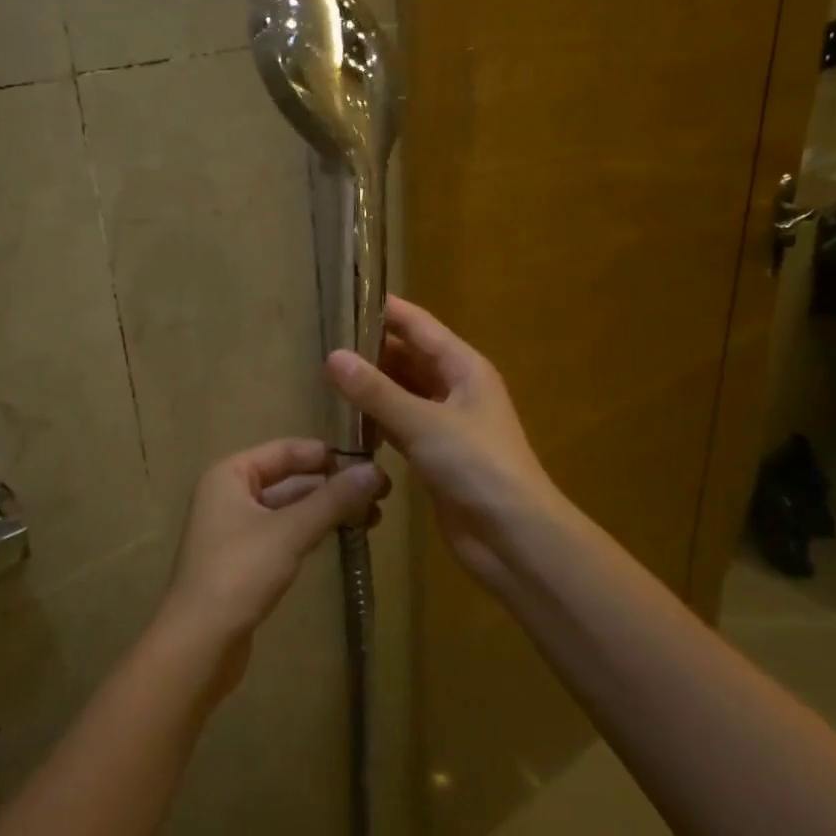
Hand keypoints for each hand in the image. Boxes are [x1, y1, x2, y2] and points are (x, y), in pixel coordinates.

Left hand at [158, 439, 385, 690]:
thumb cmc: (239, 573)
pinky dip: (311, 532)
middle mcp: (228, 494)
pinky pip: (283, 534)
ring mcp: (234, 529)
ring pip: (288, 508)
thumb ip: (333, 500)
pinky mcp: (243, 561)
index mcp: (230, 475)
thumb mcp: (290, 531)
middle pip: (288, 478)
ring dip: (326, 510)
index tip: (368, 463)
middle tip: (379, 494)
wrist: (198, 644)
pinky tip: (341, 537)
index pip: (285, 450)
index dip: (326, 455)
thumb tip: (375, 471)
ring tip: (372, 517)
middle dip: (332, 485)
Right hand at [327, 296, 562, 586]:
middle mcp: (456, 389)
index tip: (343, 298)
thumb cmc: (476, 467)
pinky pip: (400, 426)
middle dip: (371, 350)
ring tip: (325, 376)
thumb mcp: (424, 423)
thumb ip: (376, 391)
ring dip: (372, 386)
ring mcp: (446, 424)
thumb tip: (332, 356)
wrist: (513, 537)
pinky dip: (376, 420)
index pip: (419, 326)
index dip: (384, 311)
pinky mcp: (435, 456)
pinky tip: (346, 420)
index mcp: (464, 368)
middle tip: (321, 342)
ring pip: (402, 393)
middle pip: (409, 358)